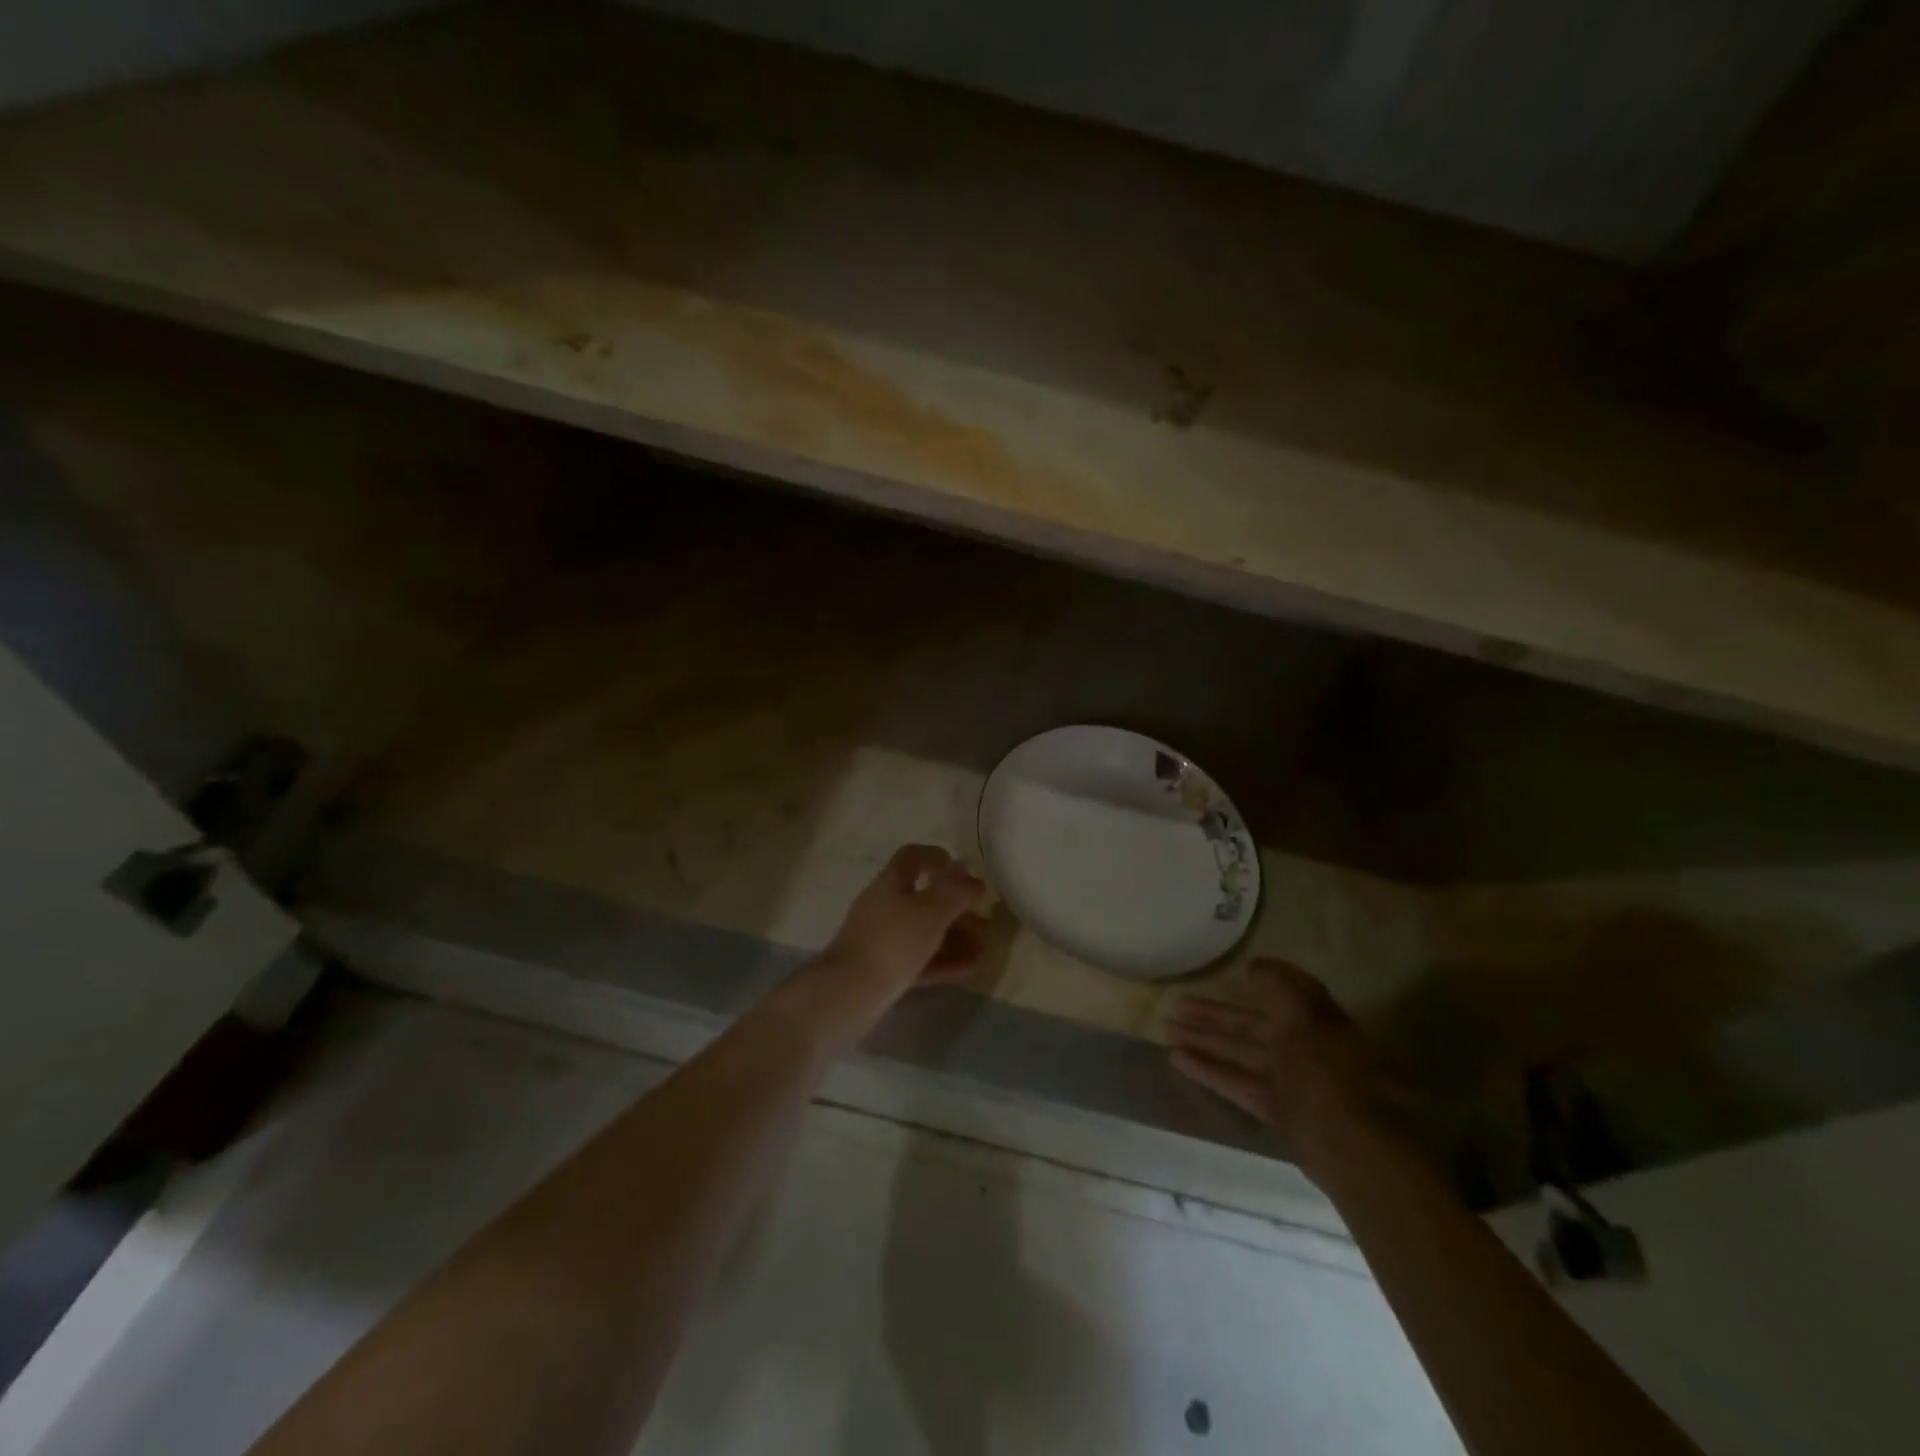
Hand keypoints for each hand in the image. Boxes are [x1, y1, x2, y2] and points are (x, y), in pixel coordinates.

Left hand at [822, 845, 989, 1001]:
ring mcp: (882, 941)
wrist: (848, 994)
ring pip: (924, 932)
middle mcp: (884, 907)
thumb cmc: (892, 942)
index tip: (964, 869)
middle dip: (957, 907)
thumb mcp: (931, 910)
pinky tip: (970, 968)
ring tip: (984, 947)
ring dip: (955, 936)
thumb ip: (956, 892)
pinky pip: (921, 959)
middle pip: (924, 898)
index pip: (912, 857)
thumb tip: (974, 881)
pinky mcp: (884, 971)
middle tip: (984, 919)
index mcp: (890, 883)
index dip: (937, 857)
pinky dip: (945, 961)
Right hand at [1167, 959, 1380, 1169]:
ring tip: (1167, 1030)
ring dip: (1205, 1040)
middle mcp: (1303, 1047)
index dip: (1264, 978)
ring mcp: (1288, 1080)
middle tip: (1177, 1003)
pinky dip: (1210, 1069)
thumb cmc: (1322, 1070)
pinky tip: (1177, 1059)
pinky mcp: (1275, 1108)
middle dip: (1215, 1013)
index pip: (1287, 992)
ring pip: (1240, 1052)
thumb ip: (1278, 987)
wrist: (1344, 1144)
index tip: (1236, 968)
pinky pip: (1237, 1081)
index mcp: (1316, 1021)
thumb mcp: (1302, 1017)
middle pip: (1252, 1024)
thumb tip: (1255, 966)